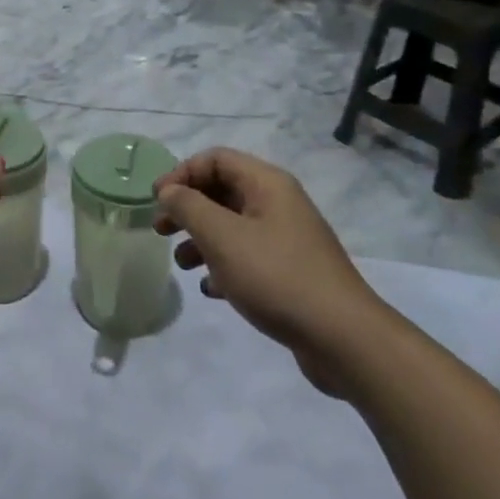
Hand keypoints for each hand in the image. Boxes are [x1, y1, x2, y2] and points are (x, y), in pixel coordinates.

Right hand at [155, 148, 389, 394]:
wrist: (343, 339)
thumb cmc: (276, 276)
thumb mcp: (222, 236)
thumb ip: (188, 206)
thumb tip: (169, 191)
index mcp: (267, 184)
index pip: (215, 159)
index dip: (181, 173)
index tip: (156, 200)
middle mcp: (278, 204)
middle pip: (222, 191)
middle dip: (188, 208)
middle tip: (161, 230)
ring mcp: (287, 239)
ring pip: (232, 226)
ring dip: (202, 239)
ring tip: (183, 264)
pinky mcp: (290, 272)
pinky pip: (247, 257)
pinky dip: (224, 266)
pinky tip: (211, 289)